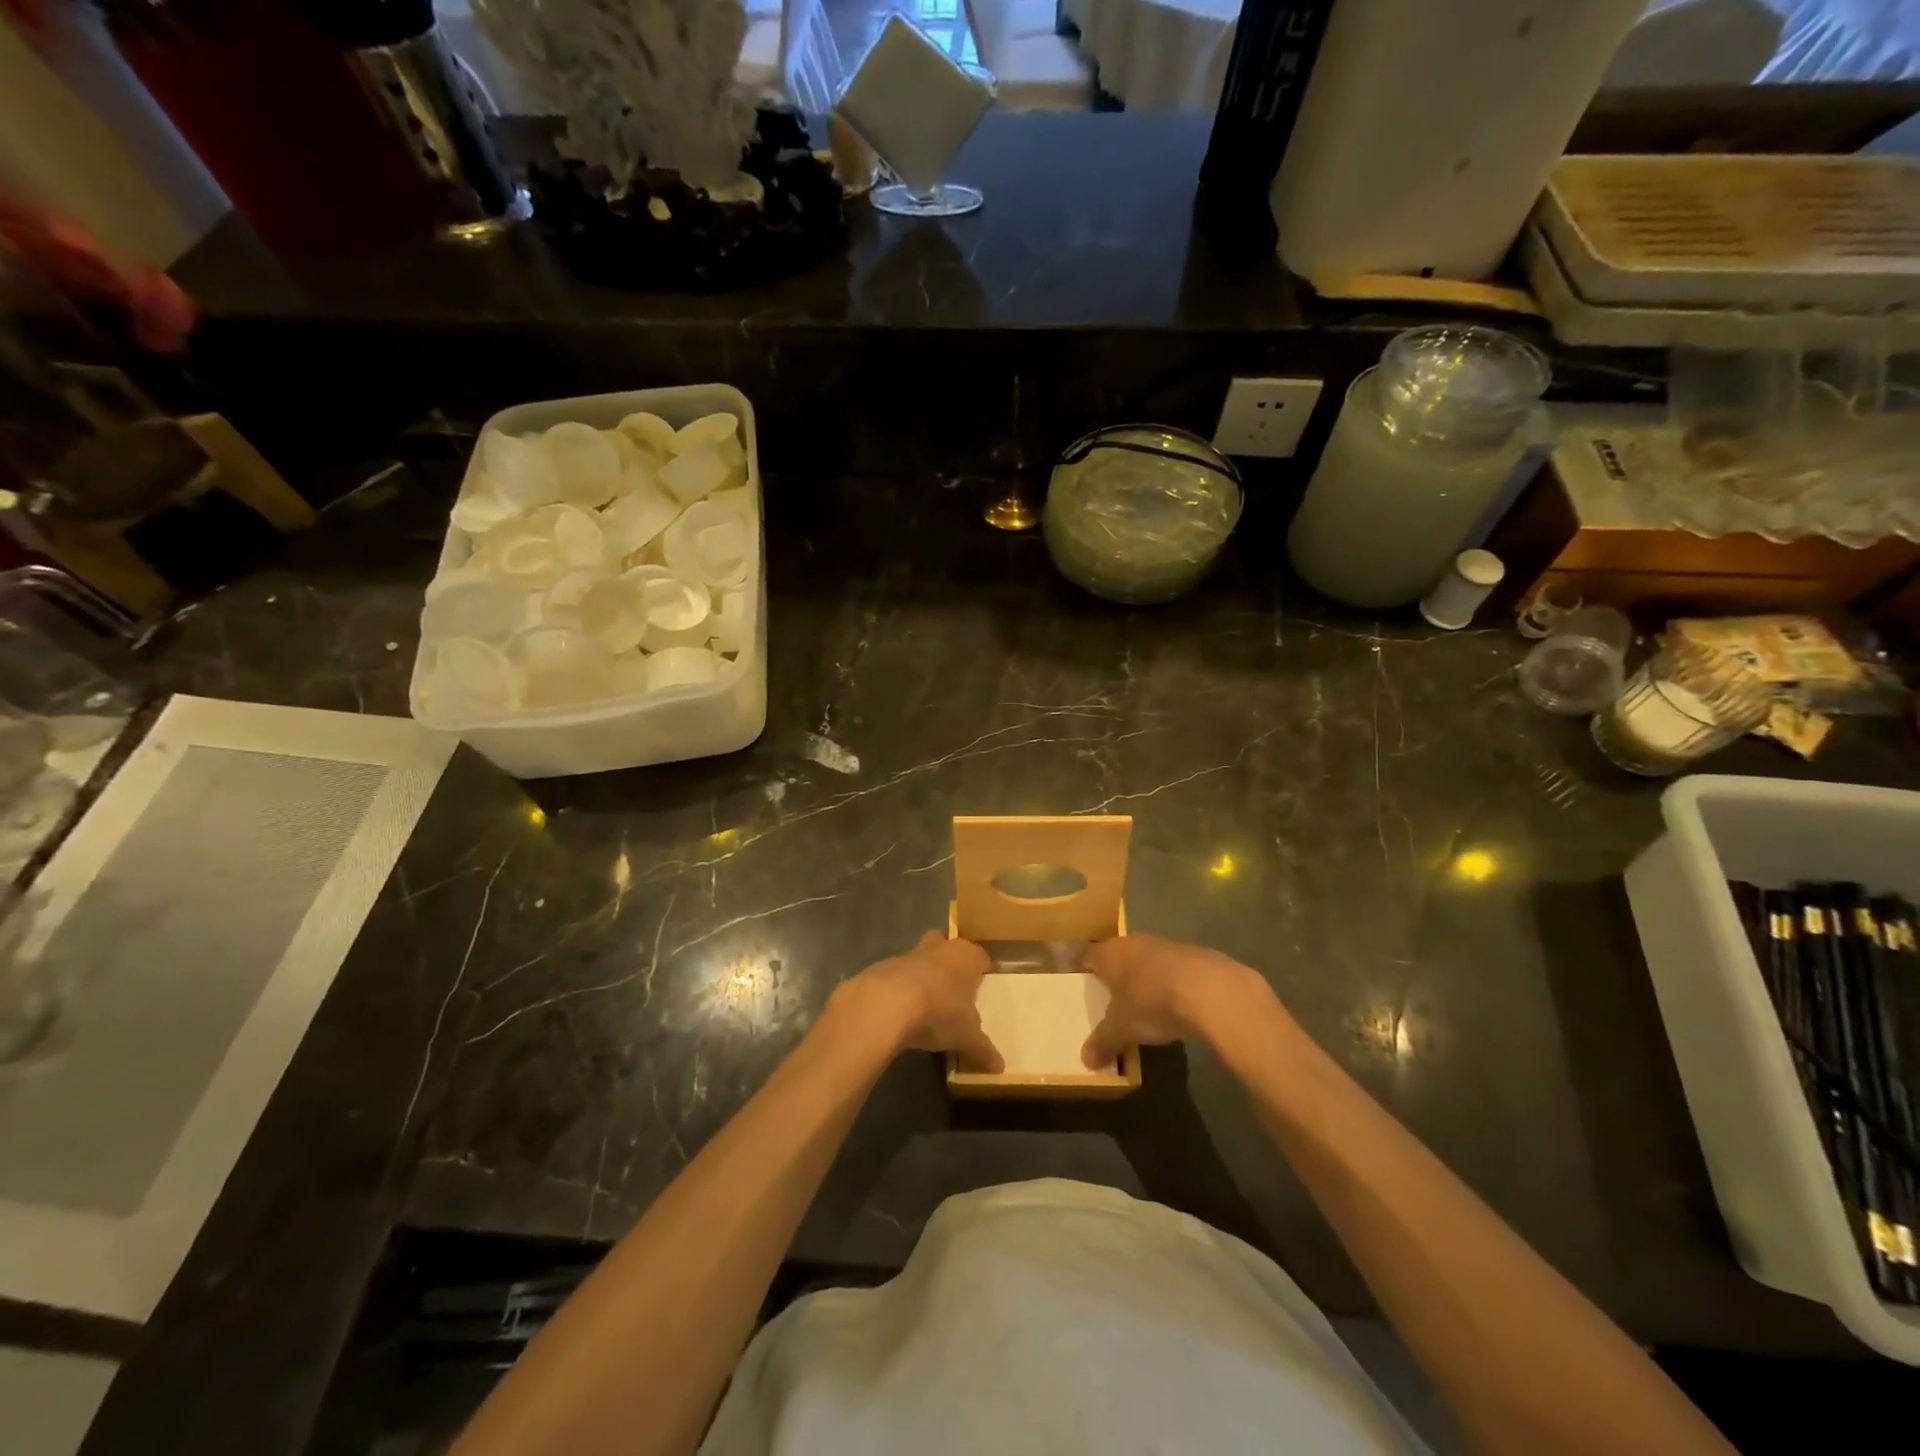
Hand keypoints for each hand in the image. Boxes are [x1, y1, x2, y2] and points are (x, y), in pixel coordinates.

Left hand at [834, 932, 1002, 1072]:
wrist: (886, 1004)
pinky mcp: (884, 966)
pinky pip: (899, 976)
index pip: (980, 957)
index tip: (981, 987)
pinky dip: (902, 988)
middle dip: (950, 964)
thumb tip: (1000, 1067)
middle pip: (948, 948)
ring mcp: (910, 954)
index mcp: (967, 956)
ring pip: (922, 959)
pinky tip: (902, 1011)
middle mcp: (940, 947)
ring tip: (927, 1004)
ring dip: (924, 976)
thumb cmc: (939, 1011)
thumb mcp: (967, 1037)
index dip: (981, 971)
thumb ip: (983, 1050)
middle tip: (953, 989)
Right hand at [1081, 934, 1272, 1069]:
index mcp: (1108, 954)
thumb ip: (1103, 1042)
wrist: (1209, 988)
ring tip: (1141, 1002)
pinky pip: (1168, 968)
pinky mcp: (1190, 954)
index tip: (1078, 985)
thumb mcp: (1122, 1028)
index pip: (1086, 957)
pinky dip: (1166, 982)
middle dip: (1112, 975)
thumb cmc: (1152, 1002)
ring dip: (1141, 977)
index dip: (1081, 971)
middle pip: (1115, 956)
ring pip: (1143, 960)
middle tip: (1108, 997)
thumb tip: (1086, 1061)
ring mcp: (1162, 945)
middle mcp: (1132, 942)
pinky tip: (1172, 1002)